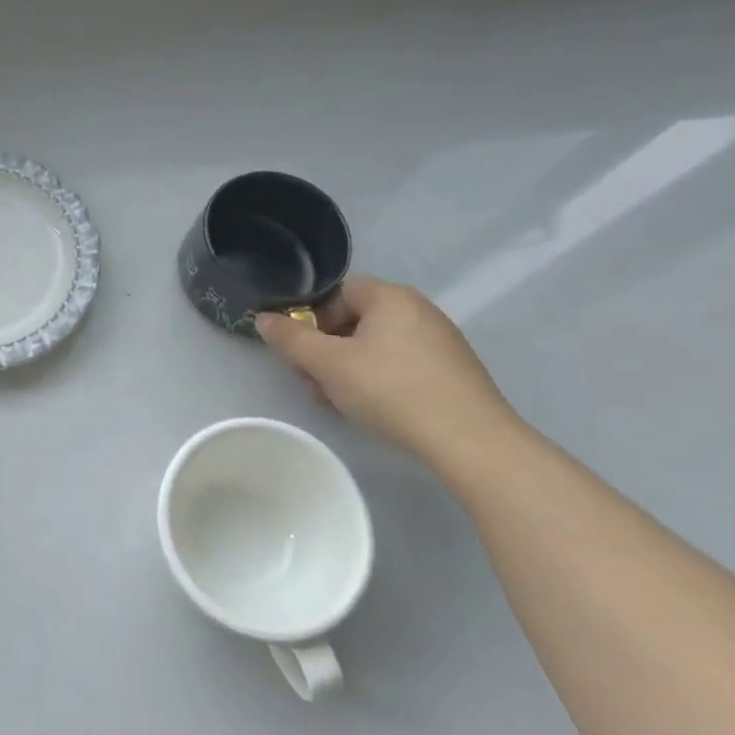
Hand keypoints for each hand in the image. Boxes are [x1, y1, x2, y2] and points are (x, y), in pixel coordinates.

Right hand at [255, 275, 519, 462]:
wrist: (471, 441)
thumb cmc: (391, 389)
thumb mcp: (328, 364)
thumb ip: (291, 339)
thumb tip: (263, 318)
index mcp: (390, 296)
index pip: (337, 293)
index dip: (311, 320)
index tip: (302, 354)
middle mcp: (418, 309)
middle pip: (354, 321)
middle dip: (325, 351)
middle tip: (313, 385)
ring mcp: (440, 341)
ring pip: (375, 347)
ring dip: (346, 370)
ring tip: (338, 404)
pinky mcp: (452, 371)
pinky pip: (400, 364)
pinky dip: (377, 381)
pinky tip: (372, 410)